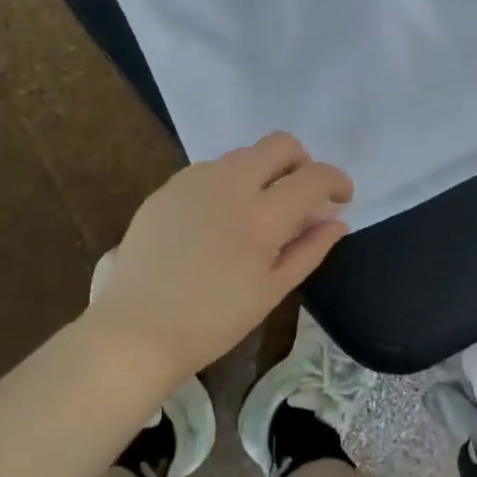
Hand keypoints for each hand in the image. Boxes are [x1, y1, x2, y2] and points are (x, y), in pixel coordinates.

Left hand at [84, 132, 353, 384]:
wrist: (134, 332)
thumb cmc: (212, 321)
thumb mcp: (271, 291)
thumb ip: (309, 249)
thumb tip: (337, 221)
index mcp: (262, 215)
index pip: (314, 176)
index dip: (337, 181)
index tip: (342, 197)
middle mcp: (230, 184)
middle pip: (280, 144)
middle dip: (301, 162)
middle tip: (301, 195)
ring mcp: (194, 181)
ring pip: (244, 155)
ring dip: (264, 172)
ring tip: (258, 212)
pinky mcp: (168, 188)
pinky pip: (211, 170)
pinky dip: (230, 183)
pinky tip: (219, 220)